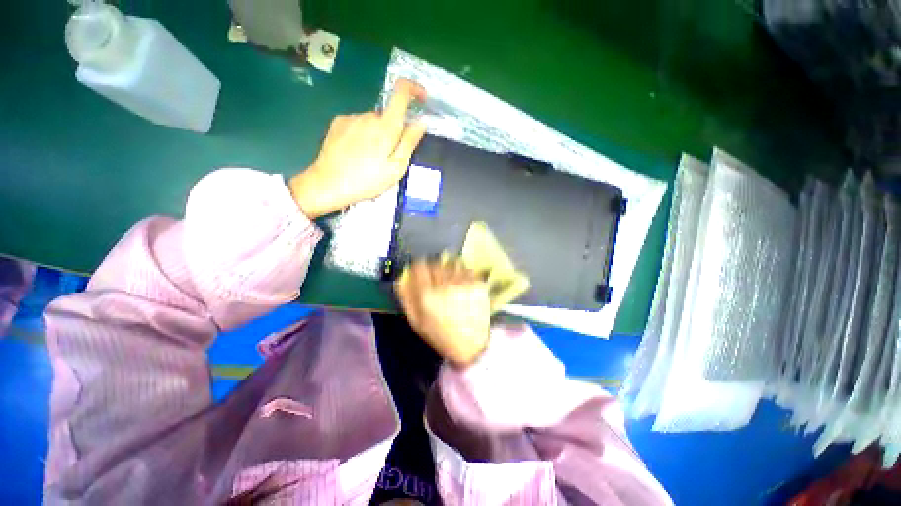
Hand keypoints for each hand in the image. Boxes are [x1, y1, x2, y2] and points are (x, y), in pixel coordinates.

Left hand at [289, 79, 426, 218]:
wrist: (328, 184)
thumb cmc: (368, 180)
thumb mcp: (396, 167)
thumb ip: (409, 142)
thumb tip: (422, 120)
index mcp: (386, 126)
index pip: (401, 92)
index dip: (414, 89)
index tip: (421, 98)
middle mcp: (368, 115)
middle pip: (388, 115)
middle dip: (393, 130)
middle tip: (389, 156)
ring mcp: (351, 117)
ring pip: (373, 121)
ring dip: (378, 134)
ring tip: (371, 159)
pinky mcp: (338, 123)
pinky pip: (359, 123)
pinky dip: (364, 134)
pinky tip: (357, 153)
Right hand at [395, 258, 490, 366]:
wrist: (470, 345)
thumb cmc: (440, 335)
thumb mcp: (416, 322)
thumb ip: (407, 298)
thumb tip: (402, 278)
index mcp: (427, 295)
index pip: (419, 266)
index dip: (418, 267)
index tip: (420, 271)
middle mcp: (445, 284)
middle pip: (435, 263)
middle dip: (433, 269)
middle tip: (435, 279)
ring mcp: (463, 283)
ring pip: (451, 263)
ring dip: (448, 268)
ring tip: (450, 280)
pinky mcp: (477, 283)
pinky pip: (466, 269)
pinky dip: (462, 273)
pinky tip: (461, 284)